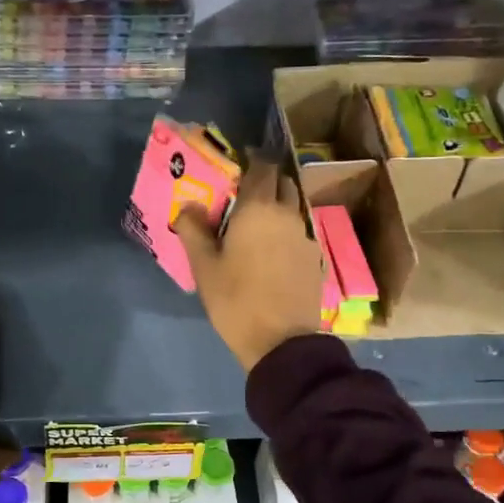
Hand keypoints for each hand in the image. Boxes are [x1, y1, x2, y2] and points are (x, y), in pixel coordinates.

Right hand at [174, 157, 324, 371]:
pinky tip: (273, 250)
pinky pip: (300, 231)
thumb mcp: (204, 266)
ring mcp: (306, 236)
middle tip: (244, 195)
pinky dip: (287, 230)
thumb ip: (193, 230)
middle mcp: (287, 214)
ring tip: (257, 223)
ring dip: (278, 206)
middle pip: (283, 182)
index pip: (262, 166)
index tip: (237, 166)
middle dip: (266, 180)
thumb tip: (188, 206)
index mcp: (259, 208)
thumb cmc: (236, 300)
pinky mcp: (315, 258)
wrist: (281, 342)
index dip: (251, 161)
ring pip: (293, 207)